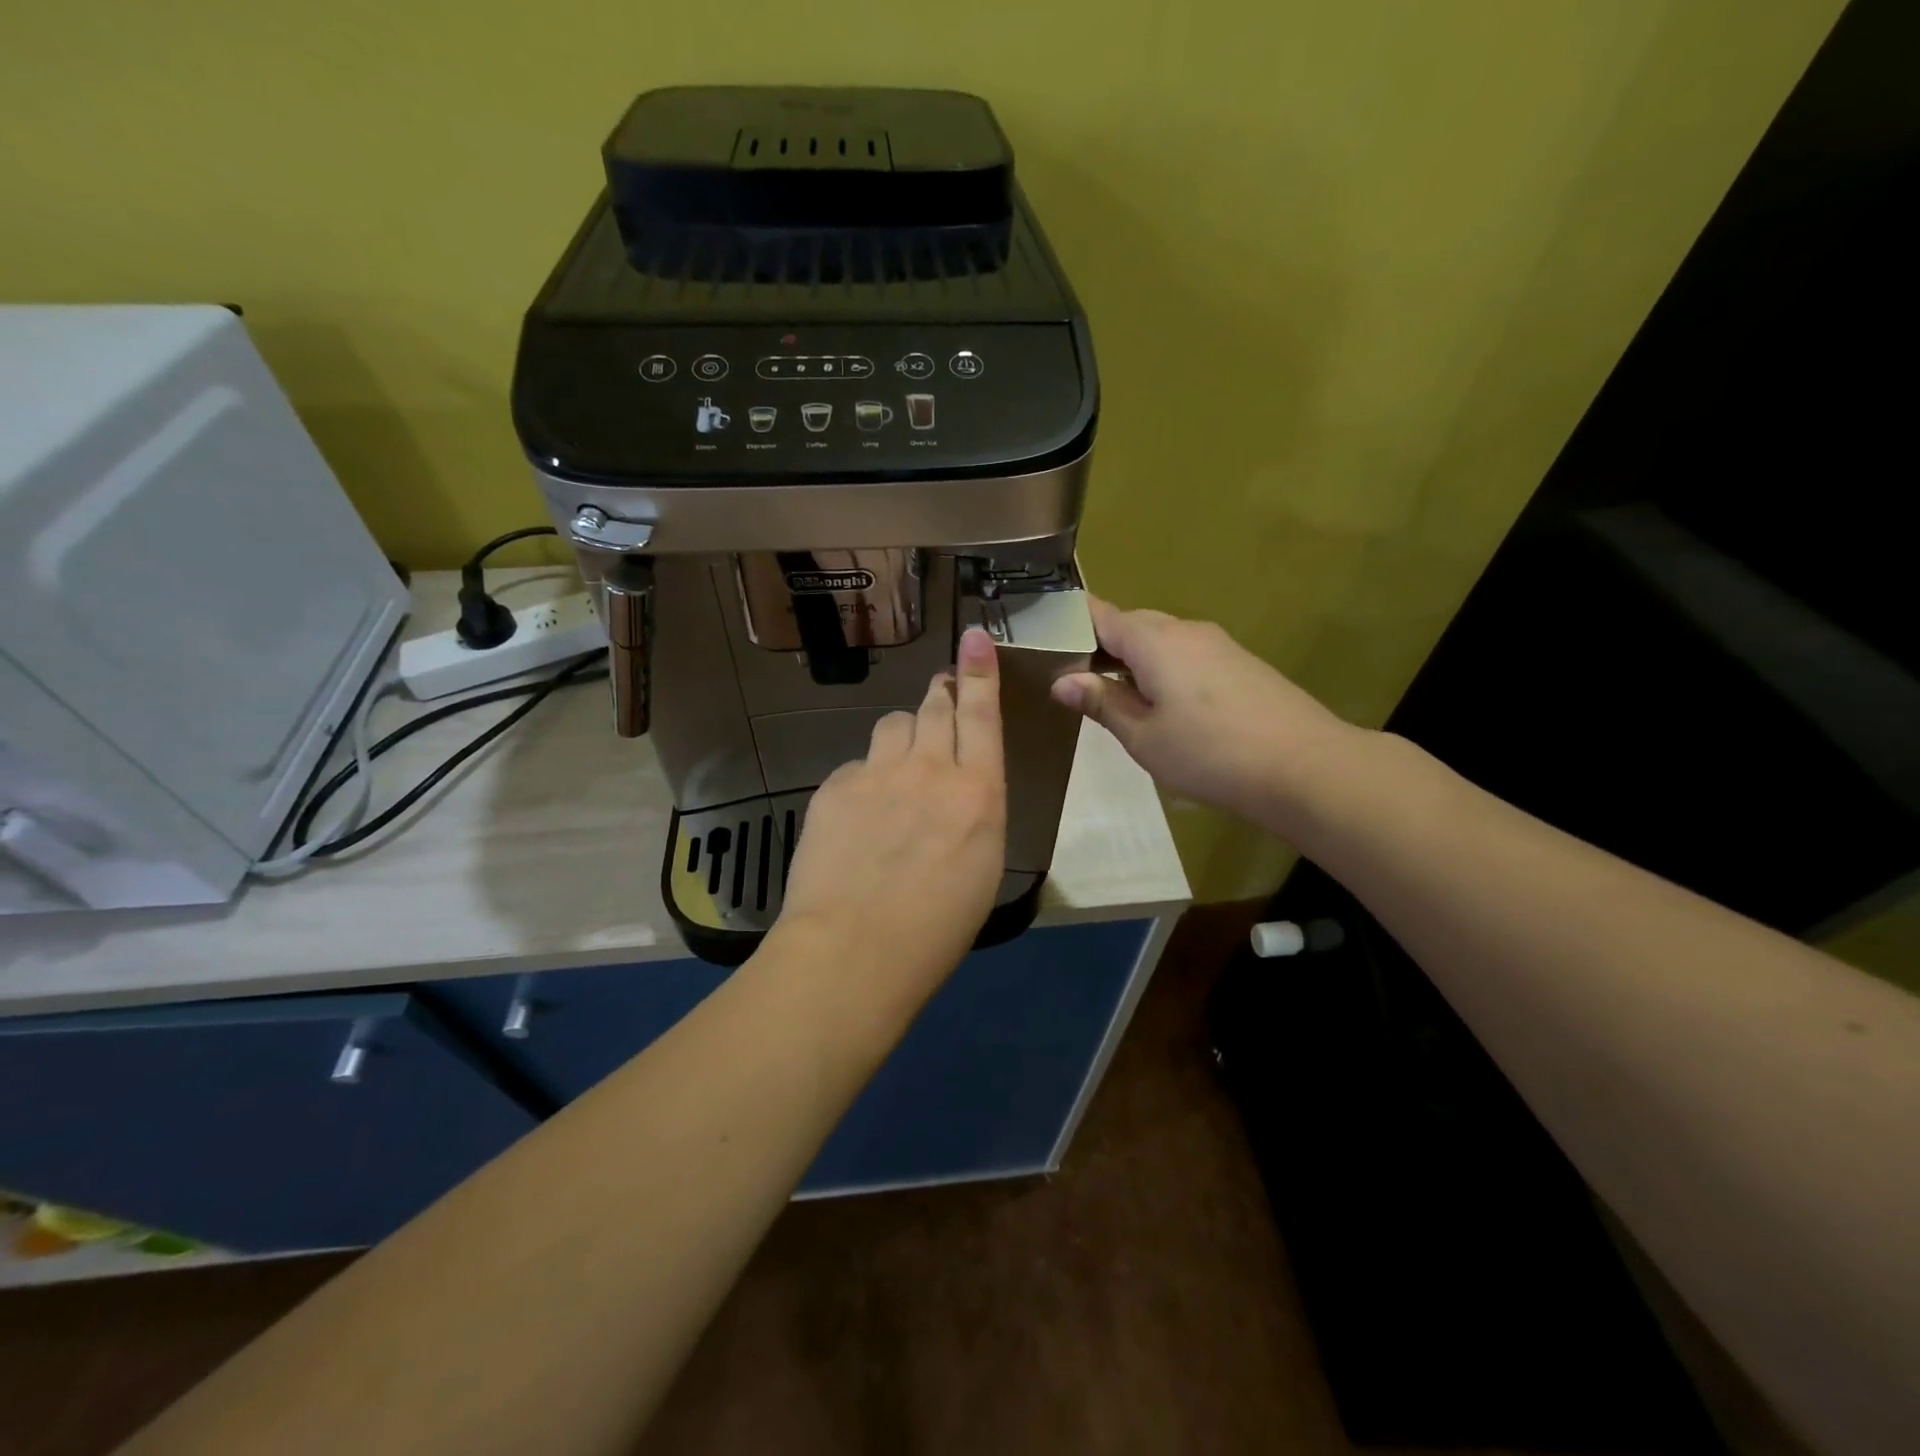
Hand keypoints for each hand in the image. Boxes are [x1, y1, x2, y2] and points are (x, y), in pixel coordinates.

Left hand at [777, 627, 1007, 992]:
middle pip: (934, 707)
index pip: (981, 714)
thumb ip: (975, 814)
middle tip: (940, 698)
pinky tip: (859, 815)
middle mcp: (930, 769)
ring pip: (892, 725)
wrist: (852, 950)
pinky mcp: (835, 786)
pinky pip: (857, 764)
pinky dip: (865, 777)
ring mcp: (877, 773)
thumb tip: (962, 791)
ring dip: (903, 735)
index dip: (979, 671)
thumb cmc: (935, 930)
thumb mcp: (982, 869)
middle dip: (941, 695)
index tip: (975, 637)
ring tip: (899, 770)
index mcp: (978, 793)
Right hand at [1050, 597, 1366, 832]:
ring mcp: (1217, 644)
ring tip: (1118, 700)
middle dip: (1101, 646)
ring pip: (1161, 640)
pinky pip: (1187, 655)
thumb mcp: (1143, 736)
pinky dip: (1165, 670)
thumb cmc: (1209, 753)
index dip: (1071, 622)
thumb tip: (1061, 680)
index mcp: (1153, 640)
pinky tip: (1166, 707)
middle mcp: (1185, 630)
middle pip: (1132, 624)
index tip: (1046, 642)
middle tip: (1078, 683)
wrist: (1305, 766)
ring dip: (1134, 661)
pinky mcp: (1240, 663)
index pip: (1100, 613)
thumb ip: (1101, 702)